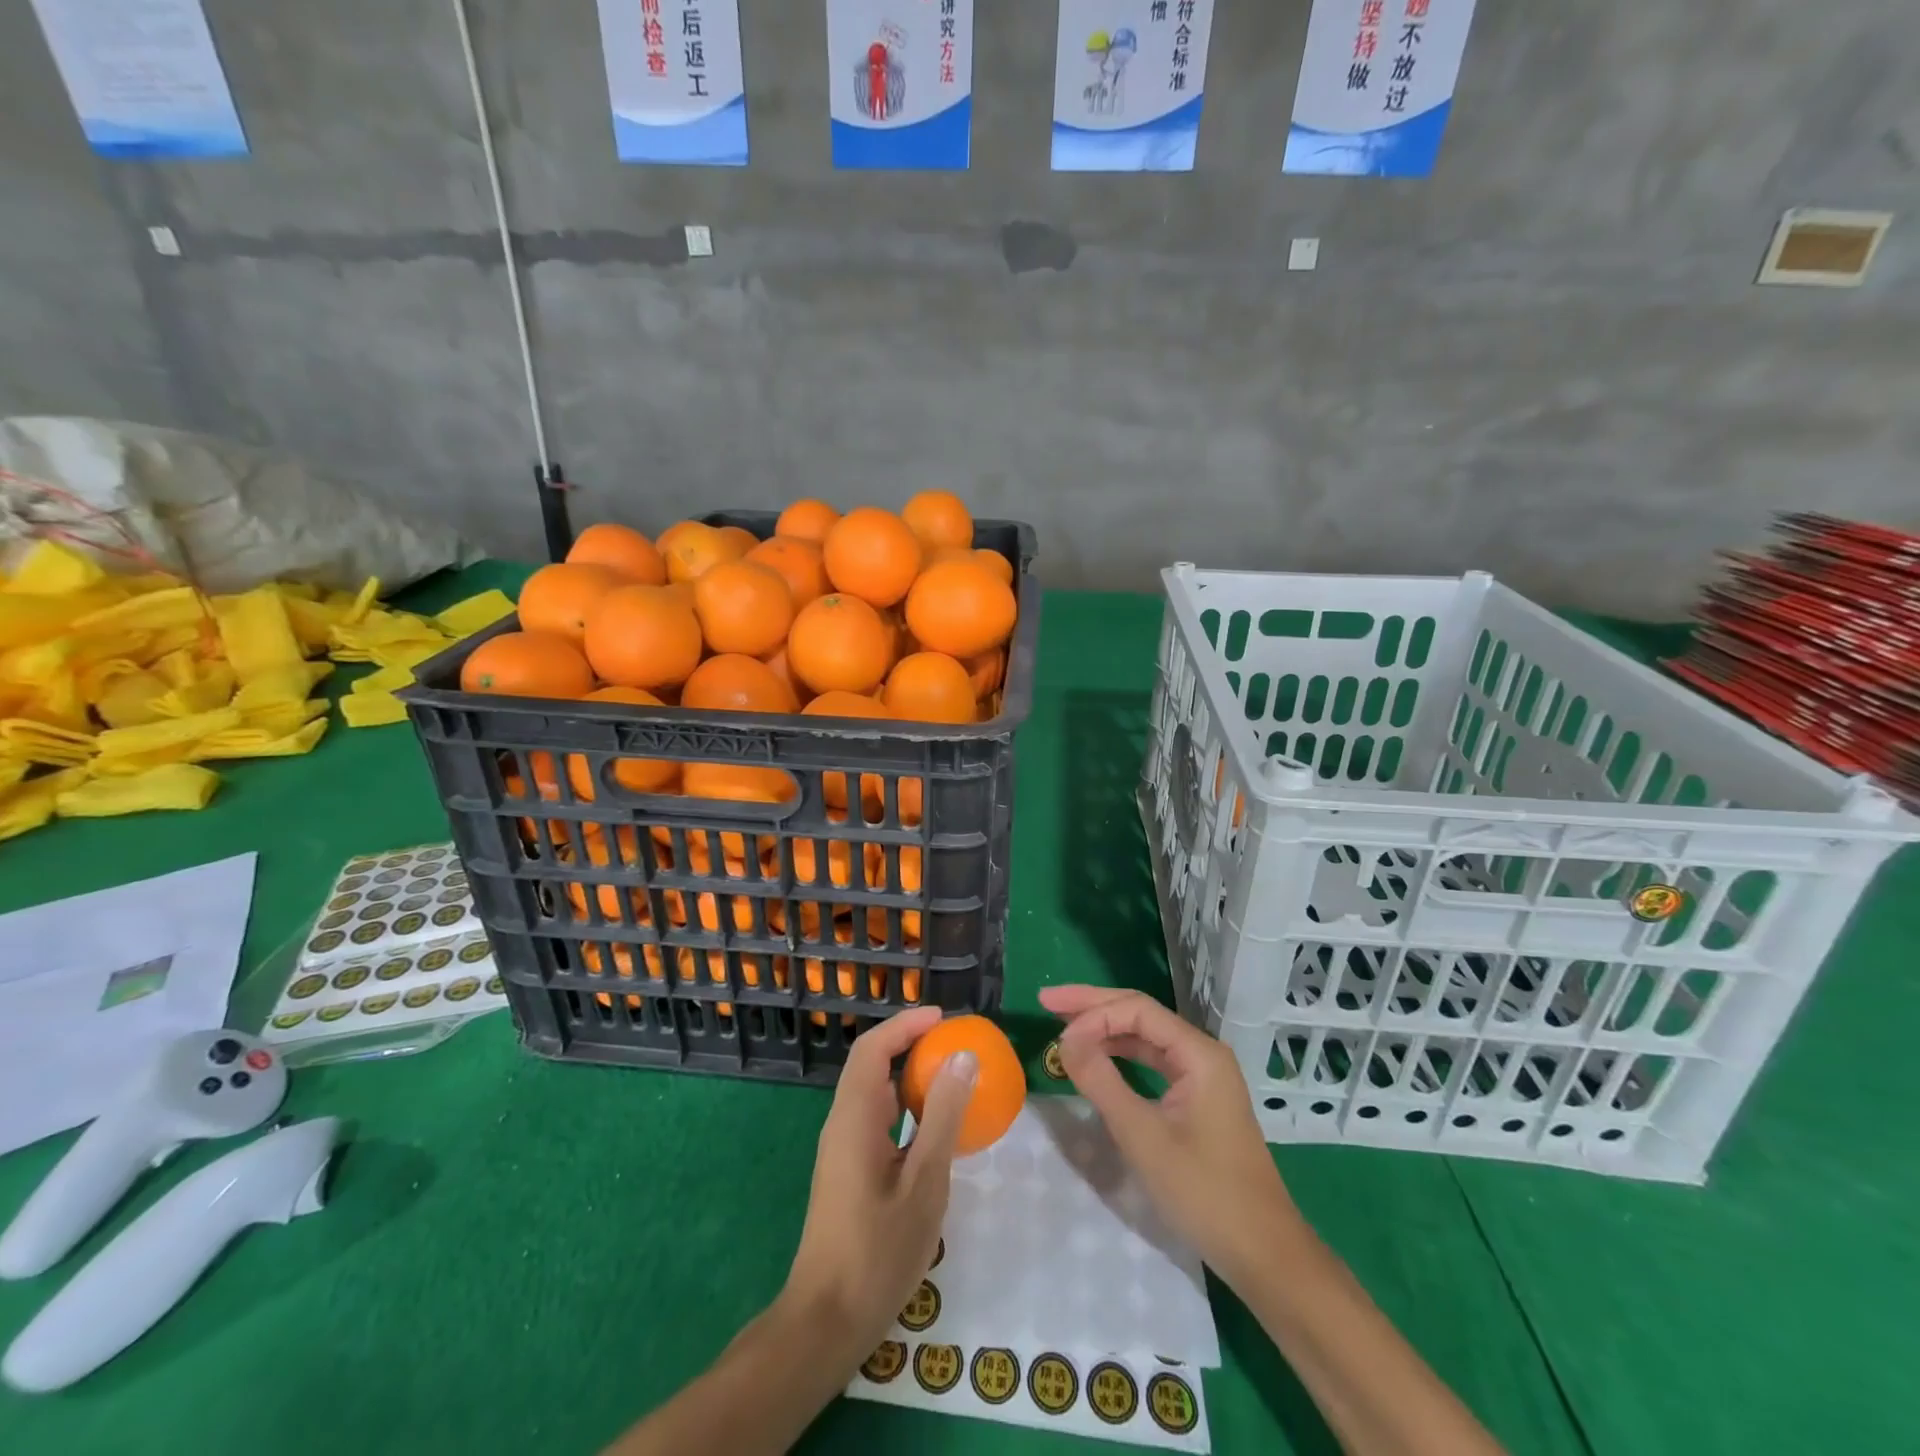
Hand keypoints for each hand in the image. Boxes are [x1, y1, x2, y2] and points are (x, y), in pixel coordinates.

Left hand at [780, 1007, 978, 1360]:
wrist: (826, 1322)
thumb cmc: (877, 1251)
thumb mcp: (924, 1183)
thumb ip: (943, 1117)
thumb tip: (963, 1057)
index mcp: (854, 1118)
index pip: (873, 1048)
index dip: (905, 1025)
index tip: (943, 1018)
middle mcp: (842, 1123)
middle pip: (871, 1065)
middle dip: (910, 1045)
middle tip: (954, 1045)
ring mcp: (842, 1149)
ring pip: (875, 1094)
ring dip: (909, 1078)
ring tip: (951, 1078)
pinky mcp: (848, 1171)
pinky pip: (878, 1121)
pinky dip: (905, 1109)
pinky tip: (934, 1129)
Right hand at [1039, 985, 1300, 1282]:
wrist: (1263, 1253)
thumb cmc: (1204, 1192)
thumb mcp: (1143, 1136)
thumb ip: (1101, 1081)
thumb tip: (1065, 1038)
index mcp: (1198, 1053)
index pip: (1137, 1009)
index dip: (1093, 1013)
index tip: (1056, 1031)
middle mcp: (1202, 1053)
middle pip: (1141, 1014)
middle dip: (1093, 1006)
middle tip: (1048, 1000)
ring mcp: (1202, 1076)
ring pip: (1145, 1037)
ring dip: (1105, 1028)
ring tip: (1063, 1023)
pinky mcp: (1197, 1099)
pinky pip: (1153, 1061)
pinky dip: (1121, 1055)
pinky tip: (1097, 1057)